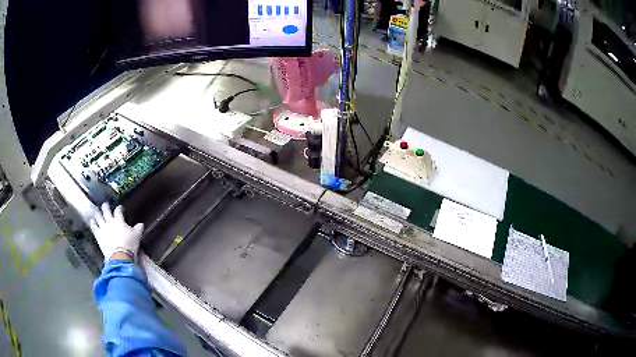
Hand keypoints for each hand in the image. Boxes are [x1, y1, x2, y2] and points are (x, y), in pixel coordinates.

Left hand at [89, 203, 143, 261]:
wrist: (120, 256)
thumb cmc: (129, 245)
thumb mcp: (137, 236)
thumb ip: (138, 228)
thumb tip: (141, 224)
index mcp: (119, 220)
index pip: (118, 210)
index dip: (119, 208)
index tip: (121, 208)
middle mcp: (110, 221)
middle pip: (106, 210)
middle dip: (105, 206)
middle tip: (105, 205)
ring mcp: (103, 227)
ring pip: (98, 217)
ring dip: (98, 213)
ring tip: (97, 212)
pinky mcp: (98, 235)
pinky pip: (94, 227)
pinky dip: (92, 223)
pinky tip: (92, 221)